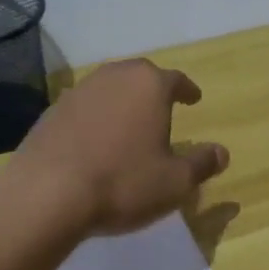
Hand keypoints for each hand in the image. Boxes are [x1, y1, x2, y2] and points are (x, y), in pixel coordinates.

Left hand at [8, 59, 229, 236]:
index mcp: (149, 85)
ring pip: (110, 88)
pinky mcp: (52, 110)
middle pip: (140, 76)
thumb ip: (201, 164)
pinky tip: (96, 140)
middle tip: (163, 106)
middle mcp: (114, 76)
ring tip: (129, 123)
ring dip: (122, 101)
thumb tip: (222, 152)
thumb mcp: (175, 182)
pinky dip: (96, 118)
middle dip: (153, 90)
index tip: (194, 99)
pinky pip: (84, 107)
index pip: (176, 80)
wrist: (46, 193)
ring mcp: (79, 90)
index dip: (187, 90)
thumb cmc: (122, 182)